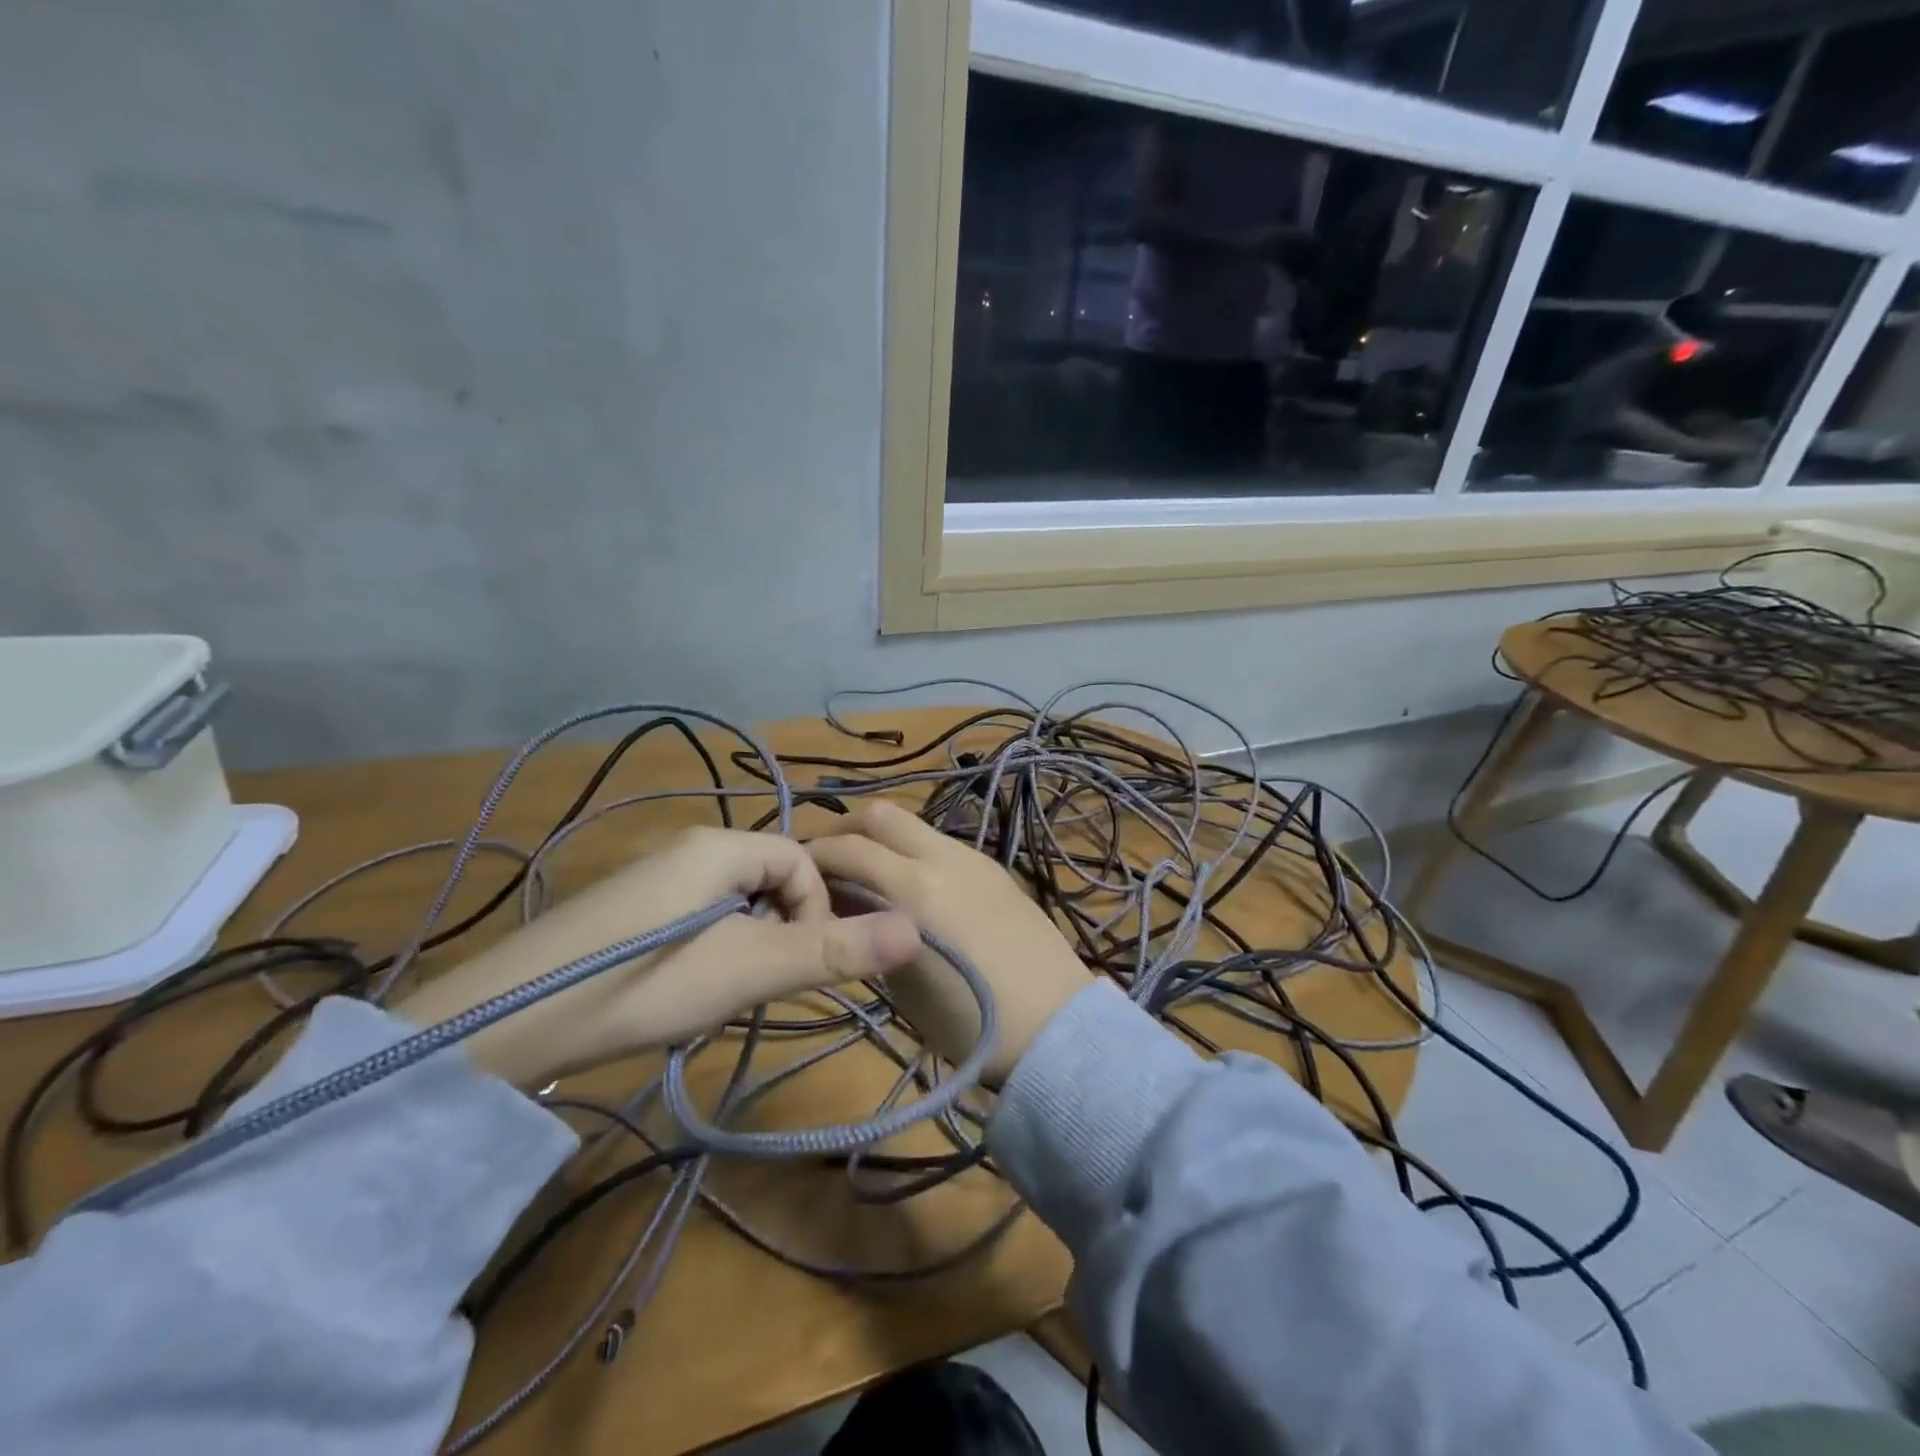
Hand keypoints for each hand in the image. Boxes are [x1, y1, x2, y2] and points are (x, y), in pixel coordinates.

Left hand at [394, 828, 921, 1087]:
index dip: (818, 909)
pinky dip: (712, 946)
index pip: (802, 858)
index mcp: (720, 844)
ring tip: (726, 991)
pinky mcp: (627, 907)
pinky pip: (697, 913)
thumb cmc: (645, 984)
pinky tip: (684, 988)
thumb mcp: (750, 970)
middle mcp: (688, 845)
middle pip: (770, 876)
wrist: (506, 1023)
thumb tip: (919, 928)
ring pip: (735, 899)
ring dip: (750, 940)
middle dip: (784, 927)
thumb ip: (834, 949)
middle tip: (764, 983)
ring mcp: (653, 875)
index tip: (801, 964)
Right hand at [807, 803, 1094, 1086]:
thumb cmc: (967, 1022)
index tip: (797, 878)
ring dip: (882, 838)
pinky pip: (942, 844)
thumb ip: (866, 931)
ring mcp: (975, 859)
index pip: (846, 849)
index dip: (813, 856)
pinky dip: (913, 851)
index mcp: (915, 889)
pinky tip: (912, 886)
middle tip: (826, 861)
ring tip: (867, 874)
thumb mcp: (900, 982)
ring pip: (914, 825)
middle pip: (881, 815)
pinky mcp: (995, 869)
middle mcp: (944, 858)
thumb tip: (842, 903)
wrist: (1054, 1027)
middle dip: (844, 829)